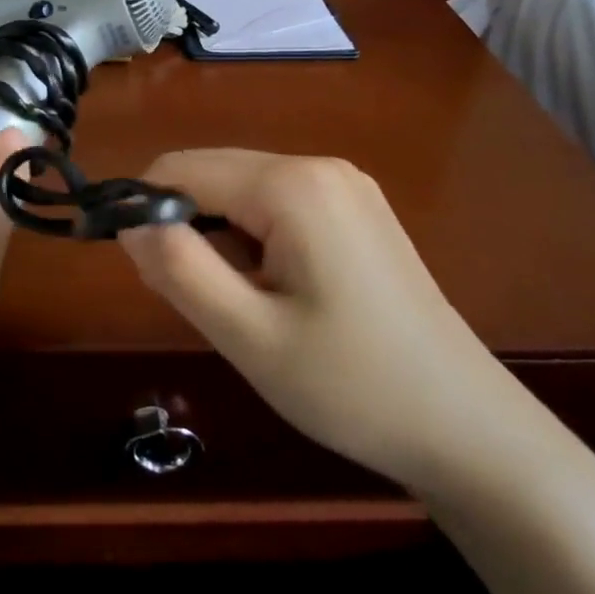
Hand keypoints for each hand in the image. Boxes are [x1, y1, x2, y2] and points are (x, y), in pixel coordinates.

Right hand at [119, 151, 516, 488]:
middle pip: (214, 174)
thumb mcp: (247, 334)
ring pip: (243, 192)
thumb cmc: (350, 385)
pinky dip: (253, 240)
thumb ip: (178, 268)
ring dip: (218, 237)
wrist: (466, 427)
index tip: (138, 271)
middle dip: (183, 225)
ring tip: (238, 306)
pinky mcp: (358, 212)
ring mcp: (347, 186)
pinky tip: (274, 293)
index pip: (182, 168)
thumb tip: (128, 221)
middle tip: (190, 300)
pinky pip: (279, 207)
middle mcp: (320, 166)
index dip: (143, 210)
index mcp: (292, 184)